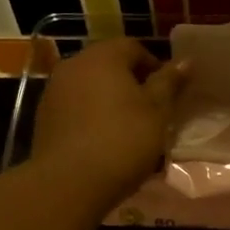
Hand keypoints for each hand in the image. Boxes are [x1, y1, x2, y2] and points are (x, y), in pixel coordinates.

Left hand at [32, 38, 183, 206]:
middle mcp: (73, 65)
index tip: (168, 93)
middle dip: (131, 84)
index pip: (134, 48)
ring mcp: (54, 91)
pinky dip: (91, 118)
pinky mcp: (44, 118)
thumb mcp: (157, 112)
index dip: (155, 67)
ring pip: (91, 88)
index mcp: (103, 56)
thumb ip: (169, 83)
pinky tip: (103, 142)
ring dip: (110, 102)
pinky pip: (76, 109)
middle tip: (150, 112)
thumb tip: (186, 61)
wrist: (69, 182)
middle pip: (109, 66)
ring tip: (128, 129)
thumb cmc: (122, 140)